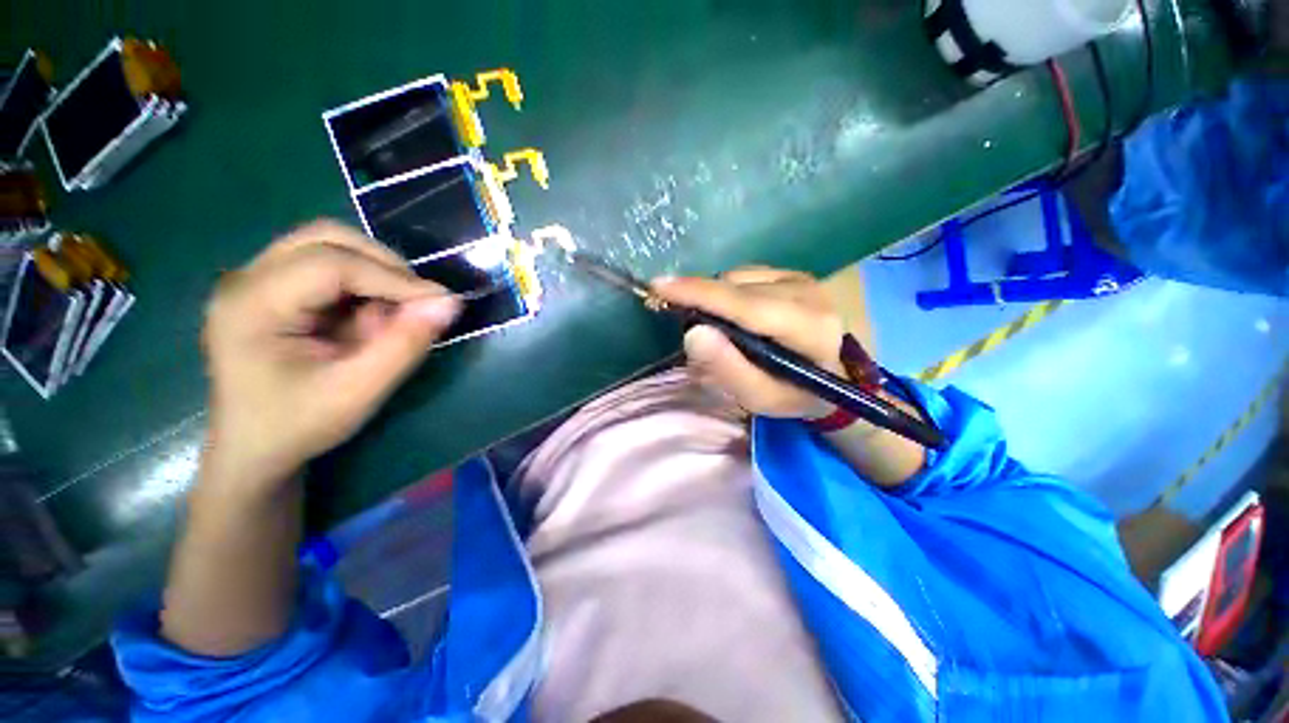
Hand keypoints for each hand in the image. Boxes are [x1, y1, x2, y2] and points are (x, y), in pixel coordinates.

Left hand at [202, 220, 460, 487]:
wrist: (253, 451)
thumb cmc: (299, 426)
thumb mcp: (359, 391)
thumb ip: (405, 344)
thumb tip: (450, 302)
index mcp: (251, 305)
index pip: (331, 262)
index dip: (394, 278)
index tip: (441, 302)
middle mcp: (246, 279)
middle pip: (325, 239)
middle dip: (384, 265)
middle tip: (418, 301)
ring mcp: (255, 280)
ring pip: (328, 245)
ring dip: (375, 273)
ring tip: (394, 314)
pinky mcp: (272, 289)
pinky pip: (328, 266)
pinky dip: (363, 285)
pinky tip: (371, 318)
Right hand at [652, 267, 847, 418]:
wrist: (833, 374)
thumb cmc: (796, 394)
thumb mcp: (761, 397)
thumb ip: (728, 369)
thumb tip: (693, 333)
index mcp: (808, 329)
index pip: (746, 305)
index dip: (700, 295)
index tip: (659, 287)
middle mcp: (807, 293)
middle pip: (736, 288)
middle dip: (703, 302)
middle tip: (694, 332)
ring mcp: (801, 278)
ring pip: (736, 278)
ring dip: (716, 301)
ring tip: (724, 331)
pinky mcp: (792, 272)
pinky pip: (743, 276)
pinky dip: (728, 294)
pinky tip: (738, 317)